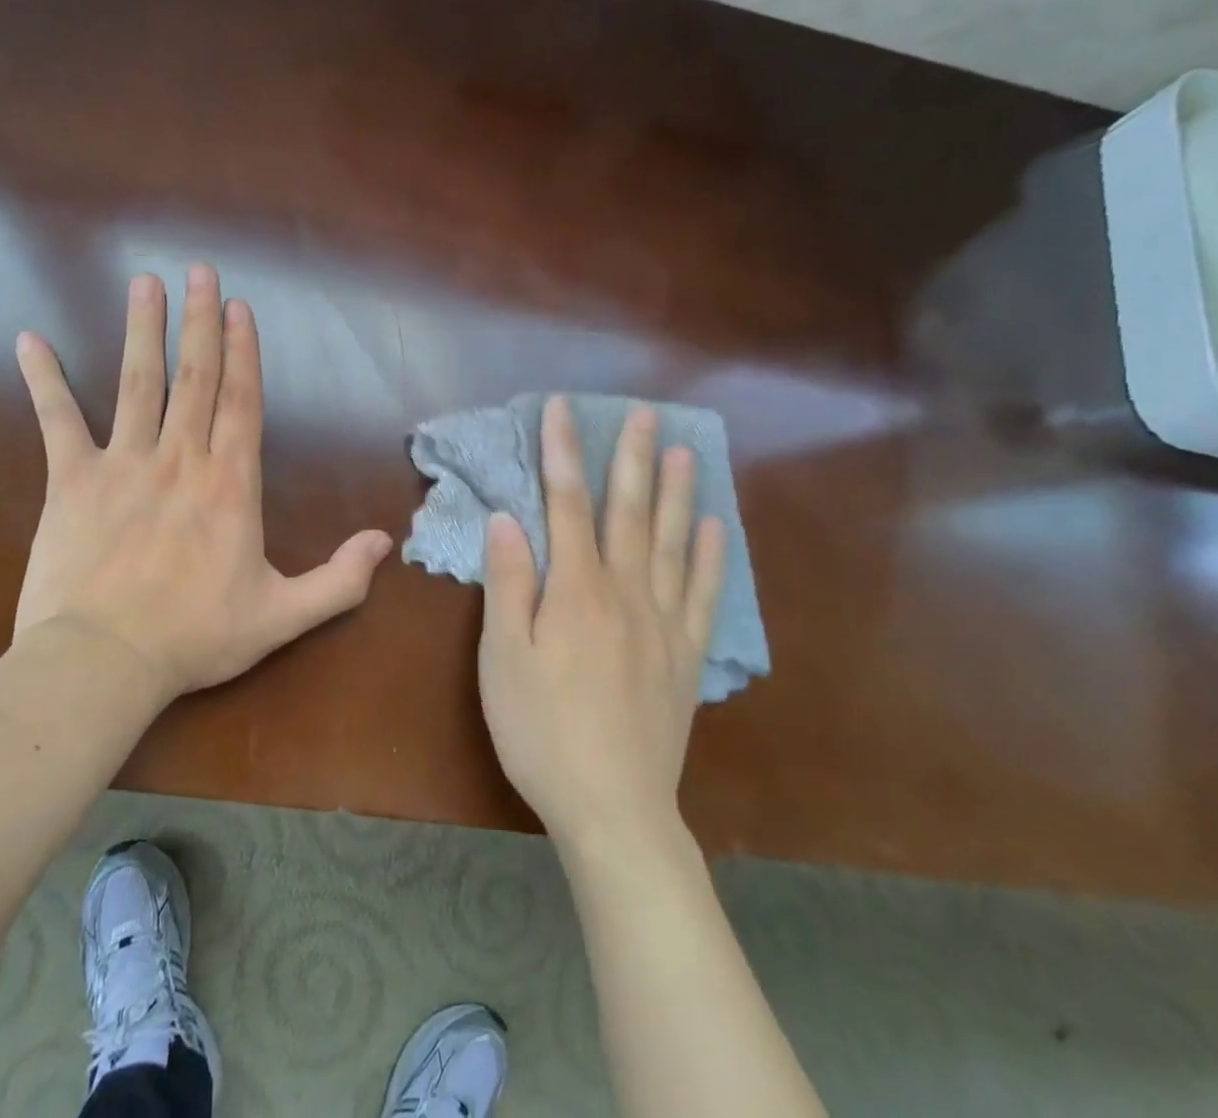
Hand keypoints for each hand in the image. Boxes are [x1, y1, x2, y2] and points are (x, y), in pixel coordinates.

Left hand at [11, 264, 393, 702]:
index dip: (243, 351)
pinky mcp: (70, 481)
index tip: (239, 308)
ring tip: (145, 284)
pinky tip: (30, 339)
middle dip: (200, 321)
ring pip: (137, 383)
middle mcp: (180, 458)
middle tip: (200, 271)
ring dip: (142, 330)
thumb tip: (385, 542)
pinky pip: (57, 420)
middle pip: (194, 377)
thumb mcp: (283, 616)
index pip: (241, 401)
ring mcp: (123, 464)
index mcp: (230, 484)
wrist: (103, 663)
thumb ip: (339, 580)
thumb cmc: (195, 637)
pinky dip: (44, 379)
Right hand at [478, 396, 725, 848]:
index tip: (563, 409)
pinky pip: (704, 595)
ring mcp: (664, 623)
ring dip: (677, 494)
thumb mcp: (503, 660)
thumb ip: (508, 586)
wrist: (613, 808)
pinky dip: (710, 557)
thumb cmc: (542, 732)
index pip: (567, 505)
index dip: (563, 453)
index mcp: (576, 591)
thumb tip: (507, 520)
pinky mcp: (687, 657)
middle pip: (630, 512)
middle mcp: (626, 593)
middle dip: (634, 458)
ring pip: (672, 544)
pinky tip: (714, 529)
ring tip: (687, 453)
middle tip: (646, 415)